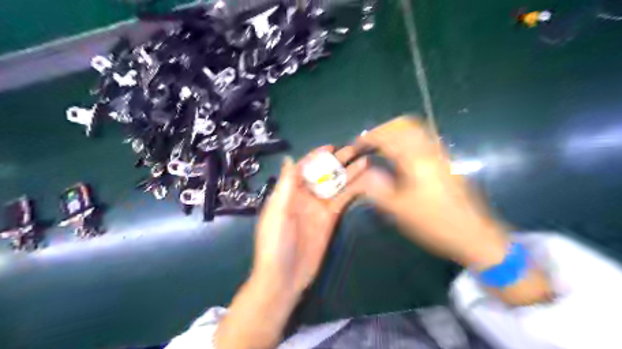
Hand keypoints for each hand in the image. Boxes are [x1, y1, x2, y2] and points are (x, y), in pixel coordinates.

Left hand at [217, 147, 367, 348]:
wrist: (284, 276)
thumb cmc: (275, 243)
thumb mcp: (278, 211)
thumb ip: (286, 185)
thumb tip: (289, 158)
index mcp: (289, 192)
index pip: (303, 168)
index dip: (316, 156)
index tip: (331, 147)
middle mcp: (305, 196)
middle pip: (322, 174)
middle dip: (336, 162)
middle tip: (353, 149)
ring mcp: (319, 207)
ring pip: (335, 185)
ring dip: (348, 173)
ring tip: (364, 161)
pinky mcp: (330, 219)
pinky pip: (342, 200)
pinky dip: (352, 190)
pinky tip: (363, 181)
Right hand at [355, 115, 509, 267]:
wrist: (473, 234)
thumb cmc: (434, 222)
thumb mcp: (399, 209)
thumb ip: (377, 188)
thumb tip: (363, 173)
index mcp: (416, 160)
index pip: (388, 137)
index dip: (369, 138)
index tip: (356, 146)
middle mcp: (429, 151)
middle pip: (404, 125)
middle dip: (383, 129)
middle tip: (369, 142)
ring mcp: (439, 155)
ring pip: (415, 130)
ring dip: (395, 133)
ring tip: (381, 146)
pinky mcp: (445, 162)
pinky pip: (422, 139)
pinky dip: (406, 139)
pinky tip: (399, 156)